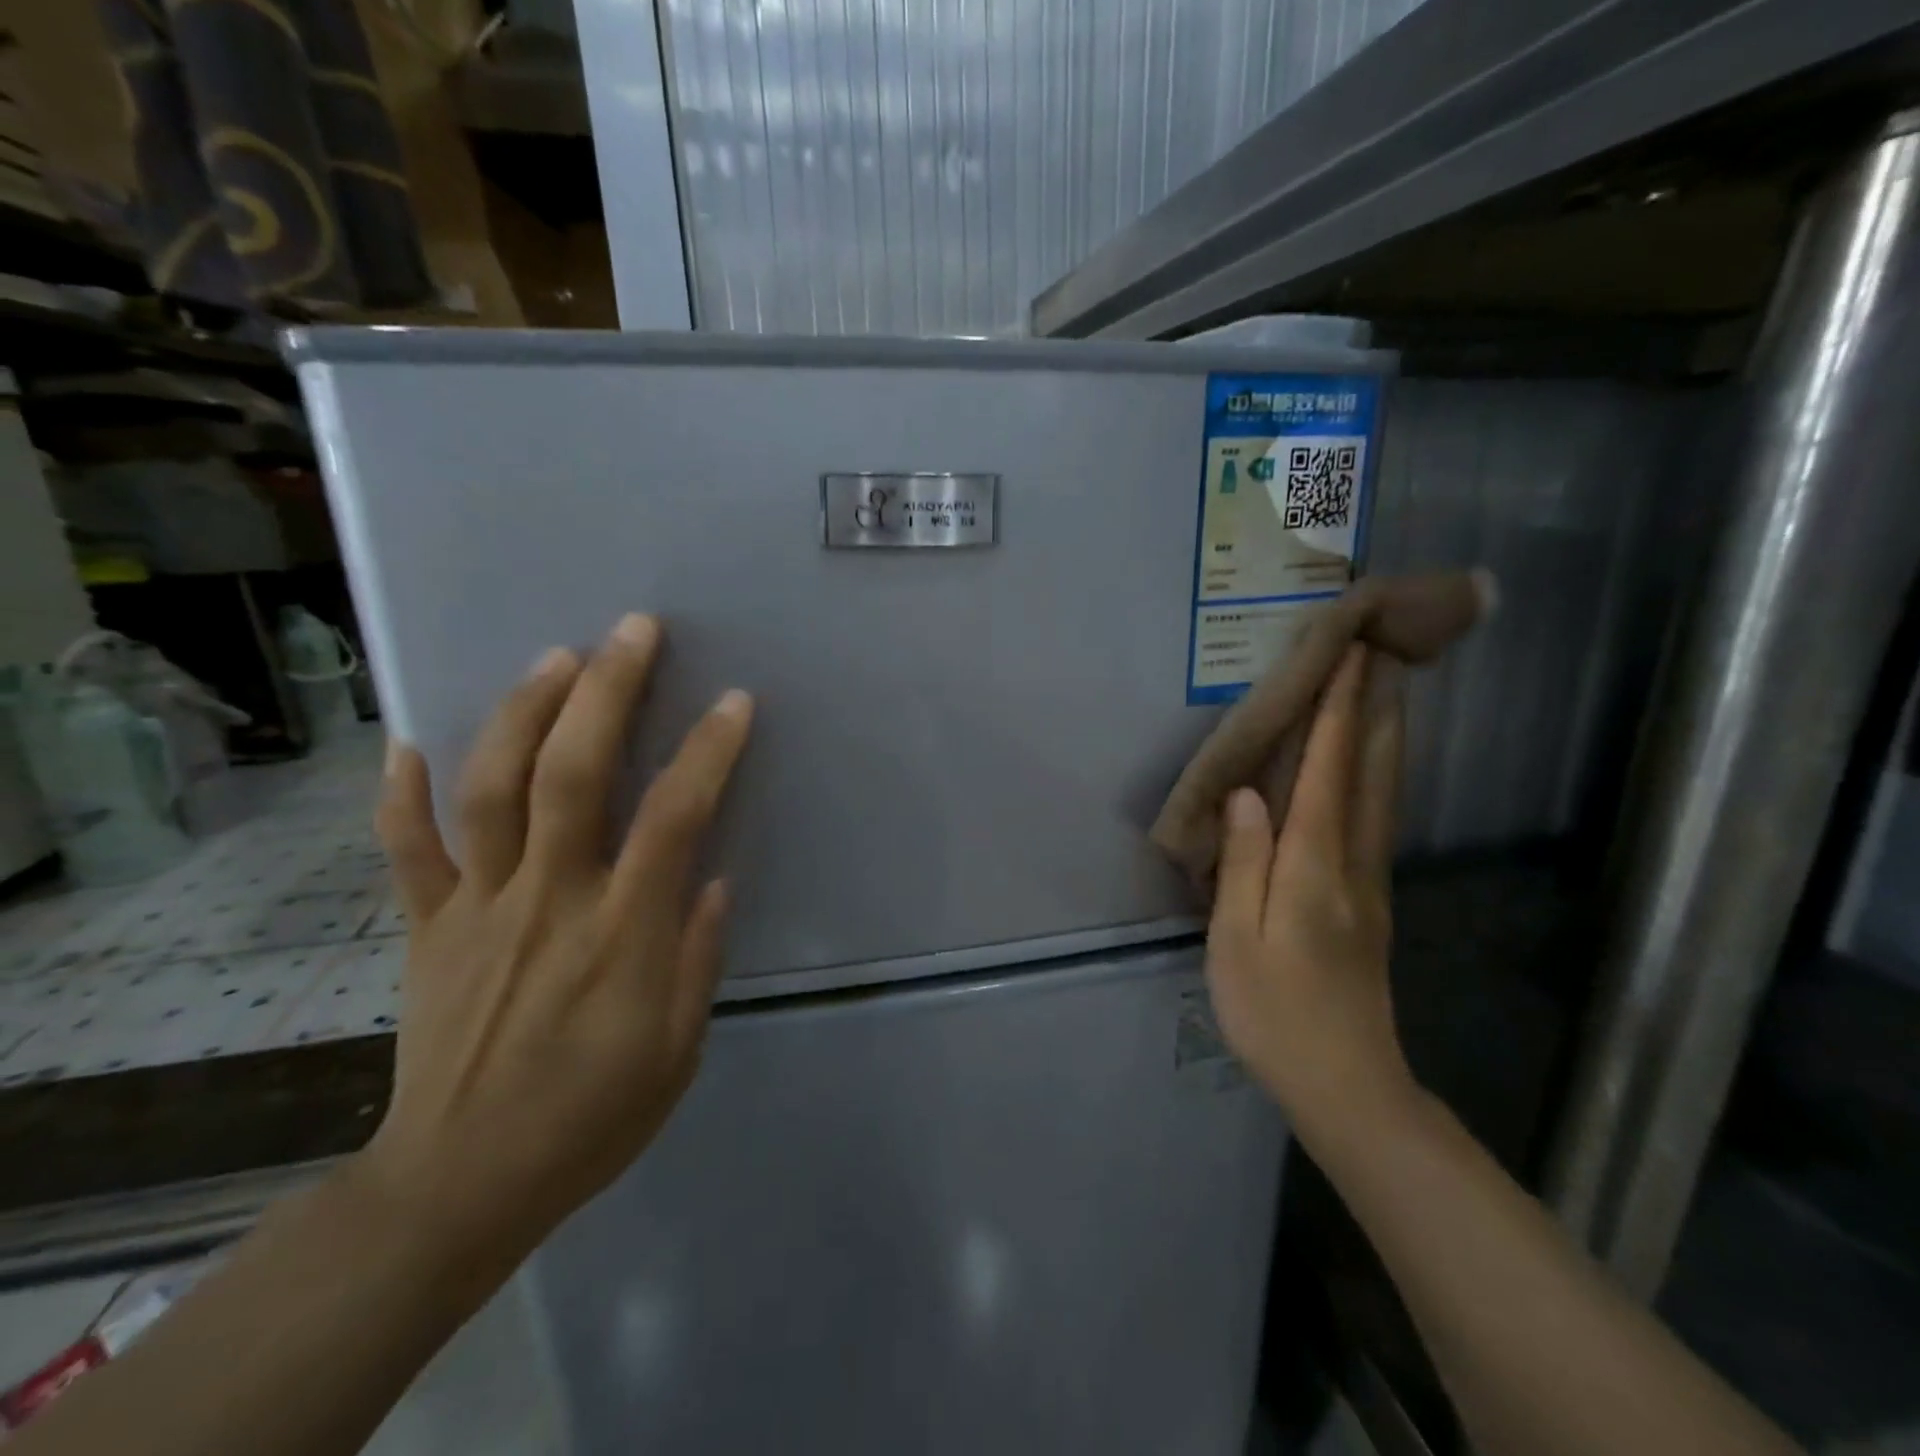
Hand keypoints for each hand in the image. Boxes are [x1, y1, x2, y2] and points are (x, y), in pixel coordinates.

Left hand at [355, 613, 751, 1268]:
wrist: (459, 1185)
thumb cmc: (591, 1118)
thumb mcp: (677, 1050)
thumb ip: (696, 956)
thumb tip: (711, 877)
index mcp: (621, 934)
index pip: (672, 818)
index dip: (706, 752)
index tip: (733, 702)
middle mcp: (549, 900)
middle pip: (571, 776)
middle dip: (606, 693)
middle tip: (633, 631)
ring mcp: (478, 909)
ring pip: (491, 791)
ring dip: (522, 714)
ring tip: (554, 657)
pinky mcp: (428, 929)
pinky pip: (408, 853)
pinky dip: (402, 795)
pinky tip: (409, 741)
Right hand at [1205, 644, 1413, 1140]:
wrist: (1347, 1085)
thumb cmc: (1274, 1014)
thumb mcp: (1236, 942)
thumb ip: (1243, 864)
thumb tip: (1248, 794)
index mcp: (1312, 869)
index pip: (1327, 774)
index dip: (1338, 715)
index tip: (1350, 659)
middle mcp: (1352, 864)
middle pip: (1370, 774)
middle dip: (1375, 711)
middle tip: (1383, 656)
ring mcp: (1370, 883)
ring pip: (1383, 795)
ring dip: (1385, 738)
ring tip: (1388, 693)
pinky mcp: (1371, 902)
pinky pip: (1378, 820)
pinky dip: (1379, 778)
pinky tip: (1376, 769)